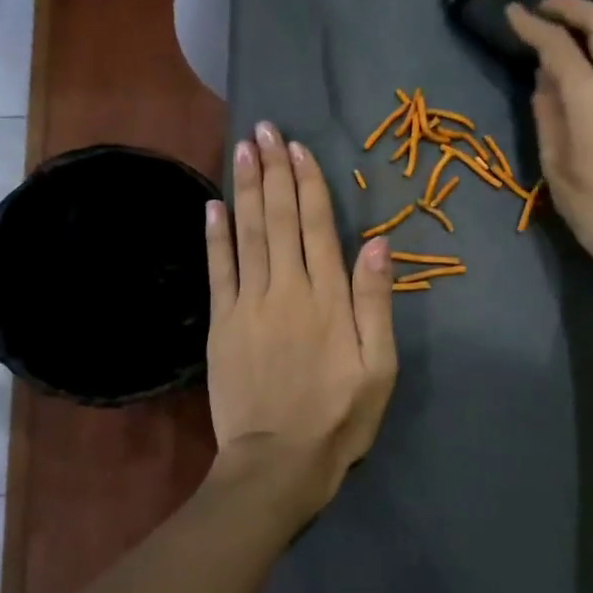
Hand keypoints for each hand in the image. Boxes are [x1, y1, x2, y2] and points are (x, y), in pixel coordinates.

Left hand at [204, 121, 397, 524]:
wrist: (278, 463)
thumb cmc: (339, 416)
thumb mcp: (380, 367)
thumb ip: (376, 302)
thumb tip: (377, 242)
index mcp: (328, 297)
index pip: (317, 226)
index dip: (308, 183)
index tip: (298, 148)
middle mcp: (287, 288)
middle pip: (279, 218)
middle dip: (273, 171)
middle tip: (265, 129)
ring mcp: (249, 304)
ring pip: (248, 234)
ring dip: (245, 188)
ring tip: (243, 149)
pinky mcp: (223, 323)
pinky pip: (218, 269)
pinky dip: (215, 235)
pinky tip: (212, 204)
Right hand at [506, 0, 592, 276]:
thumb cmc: (592, 206)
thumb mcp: (555, 162)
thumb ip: (548, 113)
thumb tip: (545, 79)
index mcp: (591, 97)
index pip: (557, 45)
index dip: (532, 25)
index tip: (512, 12)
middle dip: (572, 7)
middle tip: (546, 9)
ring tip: (590, 37)